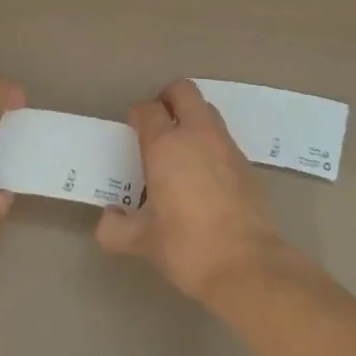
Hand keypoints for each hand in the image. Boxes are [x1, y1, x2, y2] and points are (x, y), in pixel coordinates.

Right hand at [95, 79, 290, 302]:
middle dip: (168, 99)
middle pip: (183, 91)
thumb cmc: (187, 246)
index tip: (133, 131)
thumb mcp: (143, 242)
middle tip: (158, 124)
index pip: (148, 110)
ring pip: (207, 110)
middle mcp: (197, 134)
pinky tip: (204, 175)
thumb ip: (116, 229)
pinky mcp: (246, 162)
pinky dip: (210, 143)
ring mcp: (226, 145)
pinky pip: (223, 138)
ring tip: (181, 149)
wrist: (246, 264)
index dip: (138, 115)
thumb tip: (108, 219)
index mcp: (165, 145)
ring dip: (192, 118)